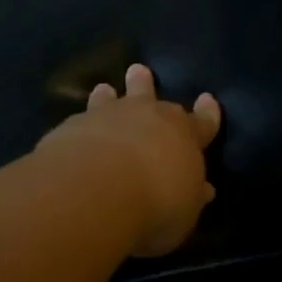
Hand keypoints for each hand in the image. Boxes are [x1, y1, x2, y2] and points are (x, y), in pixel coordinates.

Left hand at [37, 63, 221, 256]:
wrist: (98, 190)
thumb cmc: (157, 203)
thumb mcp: (186, 210)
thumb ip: (192, 196)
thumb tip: (203, 189)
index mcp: (185, 134)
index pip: (203, 122)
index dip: (207, 113)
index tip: (207, 100)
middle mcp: (149, 117)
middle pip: (151, 96)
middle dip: (147, 85)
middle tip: (139, 71)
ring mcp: (109, 117)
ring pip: (111, 100)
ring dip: (109, 96)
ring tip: (104, 89)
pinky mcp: (73, 128)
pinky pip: (80, 121)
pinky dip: (81, 123)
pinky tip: (74, 128)